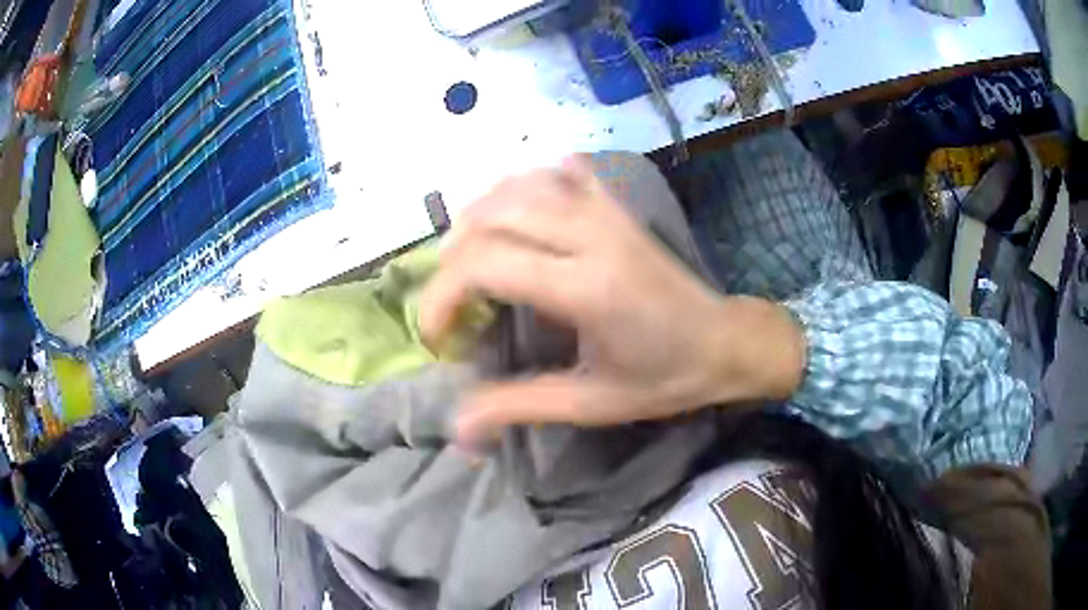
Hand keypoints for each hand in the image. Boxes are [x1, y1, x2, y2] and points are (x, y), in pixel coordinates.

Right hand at [420, 156, 805, 446]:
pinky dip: (527, 184)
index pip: (485, 264)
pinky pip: (560, 172)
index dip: (441, 296)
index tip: (438, 335)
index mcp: (585, 288)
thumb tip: (457, 431)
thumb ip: (519, 407)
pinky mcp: (617, 206)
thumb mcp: (591, 404)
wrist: (726, 342)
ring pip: (520, 184)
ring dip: (479, 214)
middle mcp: (591, 236)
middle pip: (492, 216)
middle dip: (452, 257)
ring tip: (468, 256)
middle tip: (451, 299)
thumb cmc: (664, 379)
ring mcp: (606, 212)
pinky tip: (519, 212)